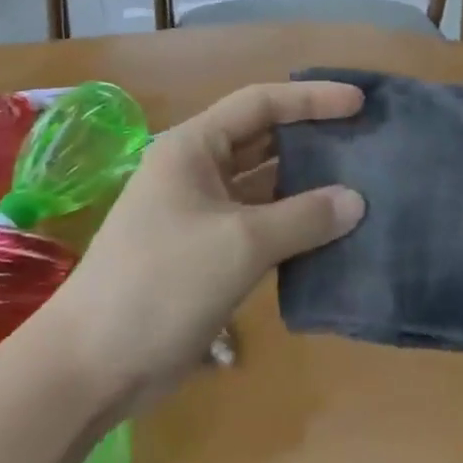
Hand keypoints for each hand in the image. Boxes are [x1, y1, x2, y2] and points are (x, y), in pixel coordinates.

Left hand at [50, 81, 365, 412]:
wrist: (95, 363)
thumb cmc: (163, 282)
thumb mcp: (240, 243)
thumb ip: (303, 218)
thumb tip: (356, 200)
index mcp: (193, 147)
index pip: (260, 104)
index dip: (311, 99)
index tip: (359, 104)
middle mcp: (196, 171)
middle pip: (263, 140)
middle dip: (312, 139)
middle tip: (367, 142)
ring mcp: (201, 214)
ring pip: (263, 186)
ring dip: (306, 186)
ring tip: (362, 184)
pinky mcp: (208, 254)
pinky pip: (260, 226)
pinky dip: (293, 226)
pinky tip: (332, 233)